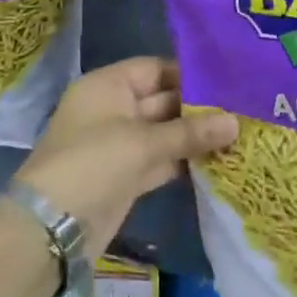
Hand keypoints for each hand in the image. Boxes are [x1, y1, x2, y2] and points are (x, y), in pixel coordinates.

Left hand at [15, 58, 236, 258]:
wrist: (51, 228)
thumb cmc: (92, 164)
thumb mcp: (143, 143)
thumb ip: (191, 132)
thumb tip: (236, 122)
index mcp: (108, 86)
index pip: (155, 69)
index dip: (190, 73)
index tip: (231, 79)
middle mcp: (114, 109)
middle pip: (164, 100)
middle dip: (200, 107)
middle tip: (245, 108)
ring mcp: (121, 144)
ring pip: (166, 132)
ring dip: (197, 135)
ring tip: (241, 131)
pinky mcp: (128, 175)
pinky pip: (163, 158)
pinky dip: (186, 159)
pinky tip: (220, 158)